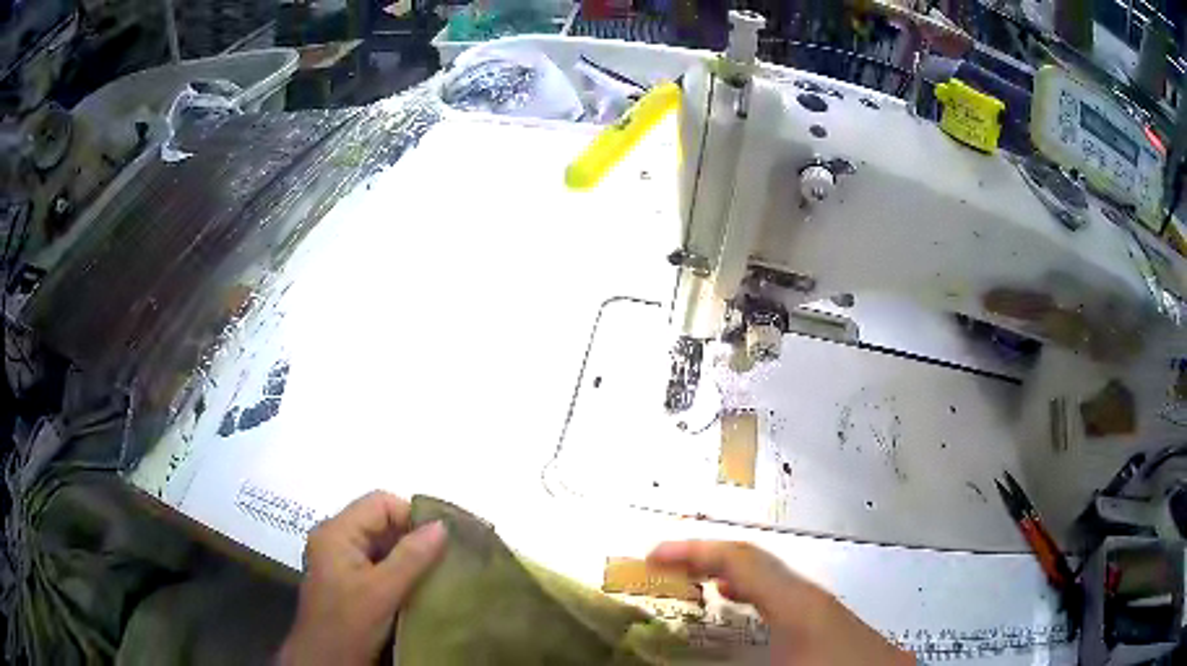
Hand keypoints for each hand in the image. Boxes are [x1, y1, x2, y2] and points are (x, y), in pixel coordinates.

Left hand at [278, 491, 445, 665]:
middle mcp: (336, 539)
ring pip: (381, 545)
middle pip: (380, 522)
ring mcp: (341, 561)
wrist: (325, 662)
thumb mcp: (382, 590)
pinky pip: (379, 564)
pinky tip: (420, 587)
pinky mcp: (349, 582)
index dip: (411, 516)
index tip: (442, 542)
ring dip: (409, 557)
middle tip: (445, 559)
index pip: (379, 503)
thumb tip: (442, 526)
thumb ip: (411, 557)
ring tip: (438, 573)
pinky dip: (400, 572)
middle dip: (413, 537)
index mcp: (336, 532)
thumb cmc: (348, 623)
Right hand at [647, 541, 912, 665]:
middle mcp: (813, 597)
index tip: (653, 554)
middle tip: (664, 566)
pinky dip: (756, 594)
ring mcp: (825, 609)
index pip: (742, 559)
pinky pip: (785, 597)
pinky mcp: (832, 625)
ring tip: (696, 582)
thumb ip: (720, 663)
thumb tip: (673, 658)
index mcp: (798, 603)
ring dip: (732, 577)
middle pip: (756, 562)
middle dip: (708, 559)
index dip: (694, 551)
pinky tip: (748, 611)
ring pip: (772, 580)